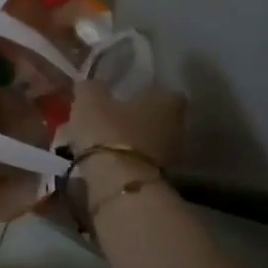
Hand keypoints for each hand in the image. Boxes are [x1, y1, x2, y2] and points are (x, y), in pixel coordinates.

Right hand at [68, 80, 184, 170]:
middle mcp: (177, 126)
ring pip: (149, 141)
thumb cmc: (108, 131)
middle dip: (137, 118)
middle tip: (111, 118)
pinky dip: (126, 160)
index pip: (166, 92)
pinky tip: (105, 161)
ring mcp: (171, 155)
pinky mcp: (159, 179)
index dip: (146, 93)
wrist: (119, 183)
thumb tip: (92, 85)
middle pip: (158, 118)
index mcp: (167, 102)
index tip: (127, 96)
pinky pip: (141, 162)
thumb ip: (92, 88)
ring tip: (103, 142)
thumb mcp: (90, 100)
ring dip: (131, 141)